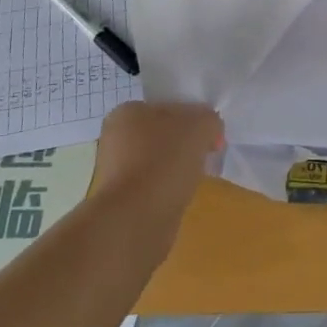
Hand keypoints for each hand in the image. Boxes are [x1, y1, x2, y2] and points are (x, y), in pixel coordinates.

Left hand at [91, 101, 222, 234]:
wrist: (137, 219)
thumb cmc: (165, 160)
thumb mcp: (201, 125)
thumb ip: (210, 119)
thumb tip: (209, 131)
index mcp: (127, 112)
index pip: (168, 107)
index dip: (193, 118)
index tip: (210, 136)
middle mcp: (115, 138)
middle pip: (163, 135)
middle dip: (185, 145)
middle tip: (206, 156)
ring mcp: (116, 172)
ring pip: (158, 162)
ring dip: (177, 169)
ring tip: (193, 179)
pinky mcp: (122, 201)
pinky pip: (154, 187)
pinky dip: (168, 190)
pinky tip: (180, 197)